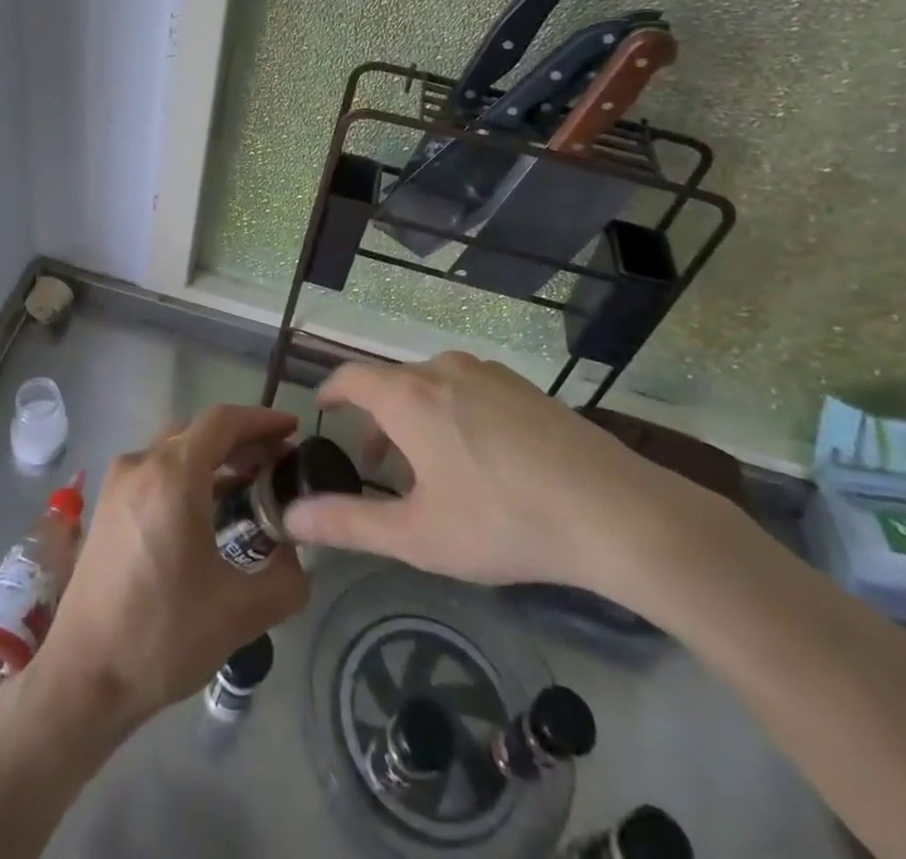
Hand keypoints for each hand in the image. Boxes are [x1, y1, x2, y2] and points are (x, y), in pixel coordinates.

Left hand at [34, 404, 309, 728]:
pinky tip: (208, 506)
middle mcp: (141, 465)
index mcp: (172, 475)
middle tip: (278, 461)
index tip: (293, 430)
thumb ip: (286, 578)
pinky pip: (156, 470)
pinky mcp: (107, 506)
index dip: (262, 419)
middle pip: (199, 431)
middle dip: (242, 439)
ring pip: (175, 449)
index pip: (223, 421)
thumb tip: (297, 555)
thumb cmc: (163, 637)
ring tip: (250, 482)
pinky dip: (188, 473)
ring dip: (214, 456)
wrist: (84, 677)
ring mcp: (118, 483)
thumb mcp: (240, 613)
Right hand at [283, 352, 720, 608]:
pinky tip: (478, 457)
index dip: (331, 393)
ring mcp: (488, 373)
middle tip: (376, 463)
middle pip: (392, 383)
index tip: (323, 412)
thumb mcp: (418, 535)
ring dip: (414, 415)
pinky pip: (468, 388)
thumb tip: (291, 516)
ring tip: (427, 465)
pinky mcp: (524, 386)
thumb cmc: (502, 521)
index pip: (350, 377)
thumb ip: (348, 523)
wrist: (615, 511)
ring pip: (431, 383)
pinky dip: (451, 411)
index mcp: (408, 396)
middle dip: (375, 418)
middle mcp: (442, 369)